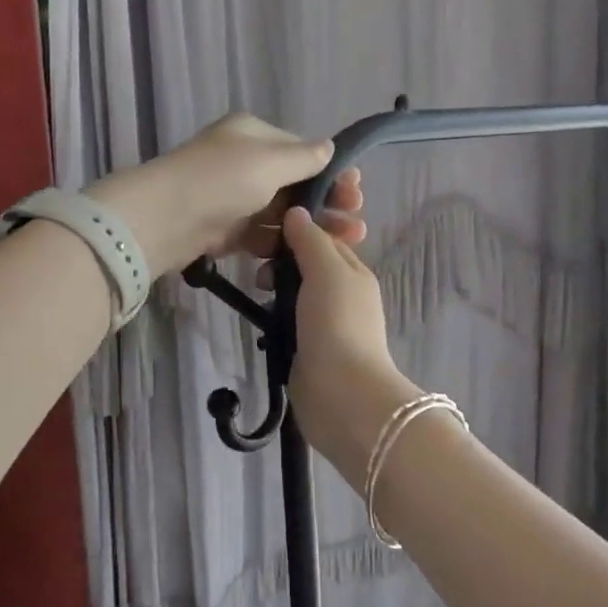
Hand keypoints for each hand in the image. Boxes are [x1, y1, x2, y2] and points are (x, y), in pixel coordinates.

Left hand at [90, 113, 364, 276]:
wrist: (163, 220)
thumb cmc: (221, 180)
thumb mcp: (269, 160)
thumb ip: (304, 157)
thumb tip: (330, 148)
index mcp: (253, 135)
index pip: (301, 151)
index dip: (331, 171)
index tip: (356, 191)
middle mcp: (243, 162)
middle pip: (294, 183)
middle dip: (326, 202)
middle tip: (356, 222)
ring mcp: (233, 198)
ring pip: (280, 213)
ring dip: (310, 226)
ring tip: (343, 242)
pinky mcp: (224, 230)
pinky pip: (260, 235)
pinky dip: (281, 244)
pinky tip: (306, 255)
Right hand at [282, 206, 418, 476]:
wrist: (341, 393)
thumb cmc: (337, 323)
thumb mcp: (328, 270)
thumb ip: (311, 240)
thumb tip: (296, 213)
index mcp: (353, 272)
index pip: (323, 237)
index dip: (296, 227)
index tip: (264, 226)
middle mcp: (341, 295)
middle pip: (306, 264)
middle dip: (280, 258)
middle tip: (254, 261)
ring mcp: (323, 324)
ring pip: (293, 293)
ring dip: (273, 287)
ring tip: (255, 288)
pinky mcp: (306, 349)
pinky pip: (286, 322)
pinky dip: (272, 317)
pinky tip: (258, 318)